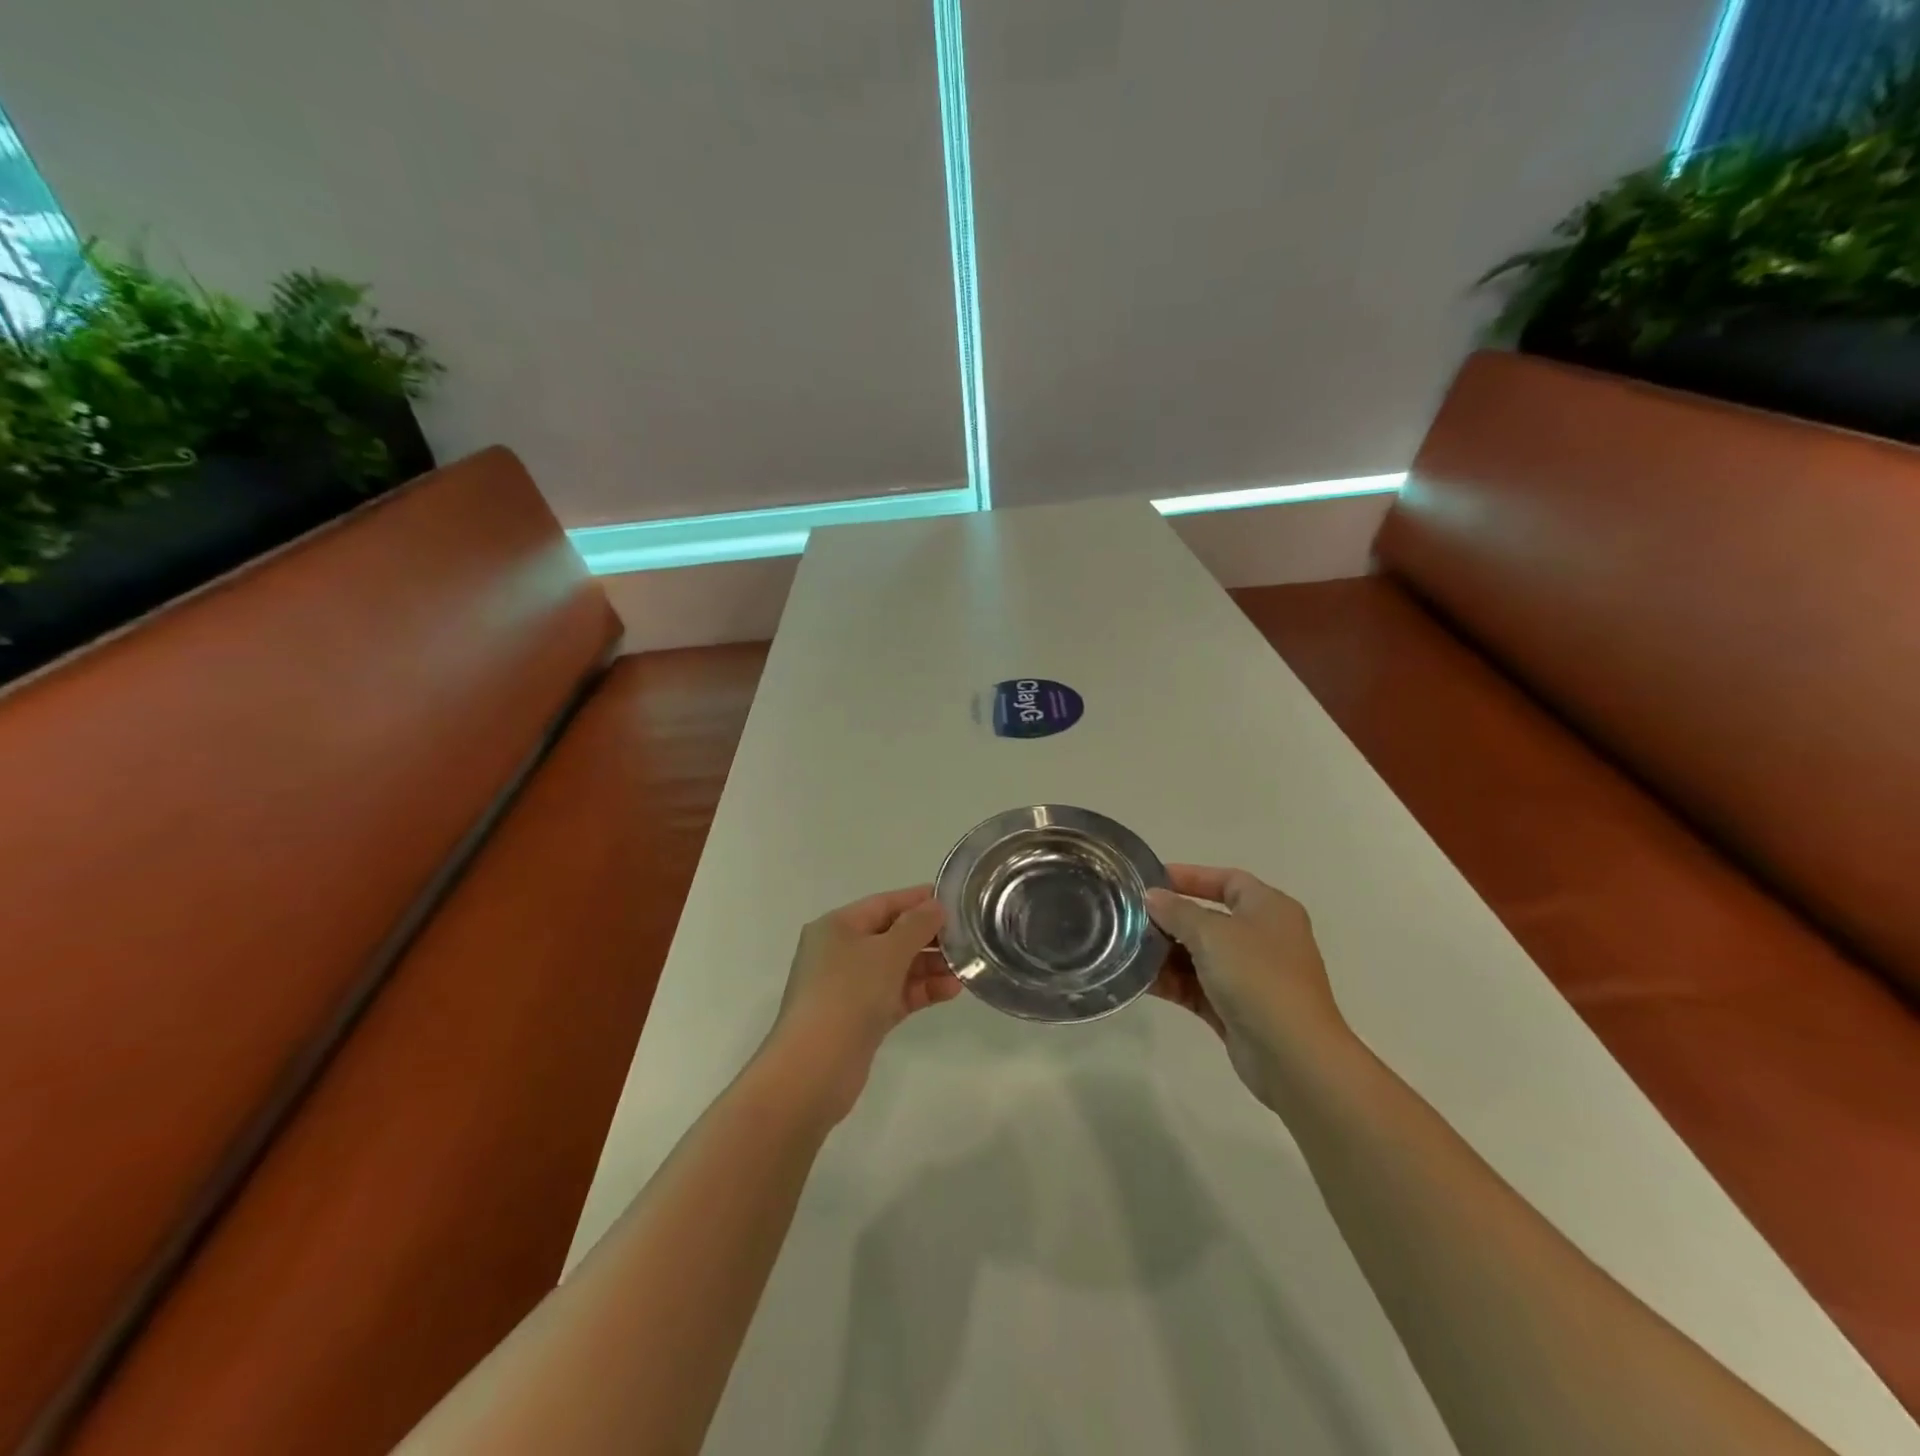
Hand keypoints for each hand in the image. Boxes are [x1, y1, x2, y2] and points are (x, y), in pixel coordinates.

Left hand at [762, 885, 959, 1122]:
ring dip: (929, 966)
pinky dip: (920, 990)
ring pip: (896, 967)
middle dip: (928, 936)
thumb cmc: (848, 994)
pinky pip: (895, 994)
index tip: (954, 900)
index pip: (884, 903)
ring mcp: (849, 987)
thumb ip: (916, 925)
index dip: (918, 900)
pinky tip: (951, 990)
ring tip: (966, 968)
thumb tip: (935, 906)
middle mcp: (839, 952)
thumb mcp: (887, 951)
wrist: (815, 1068)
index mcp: (837, 926)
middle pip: (891, 935)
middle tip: (967, 938)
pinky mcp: (859, 1018)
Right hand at [1145, 865, 1355, 1105]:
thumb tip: (1153, 896)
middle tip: (1129, 917)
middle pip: (1209, 918)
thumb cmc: (1258, 977)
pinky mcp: (1236, 1009)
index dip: (1190, 876)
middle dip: (1170, 918)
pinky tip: (1139, 979)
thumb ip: (1178, 911)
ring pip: (1200, 955)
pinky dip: (1172, 982)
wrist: (1293, 1056)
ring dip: (1166, 952)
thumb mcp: (1213, 933)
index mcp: (1269, 909)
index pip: (1227, 880)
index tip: (1151, 881)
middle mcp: (1262, 938)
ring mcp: (1250, 976)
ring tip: (1127, 948)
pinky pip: (1197, 987)